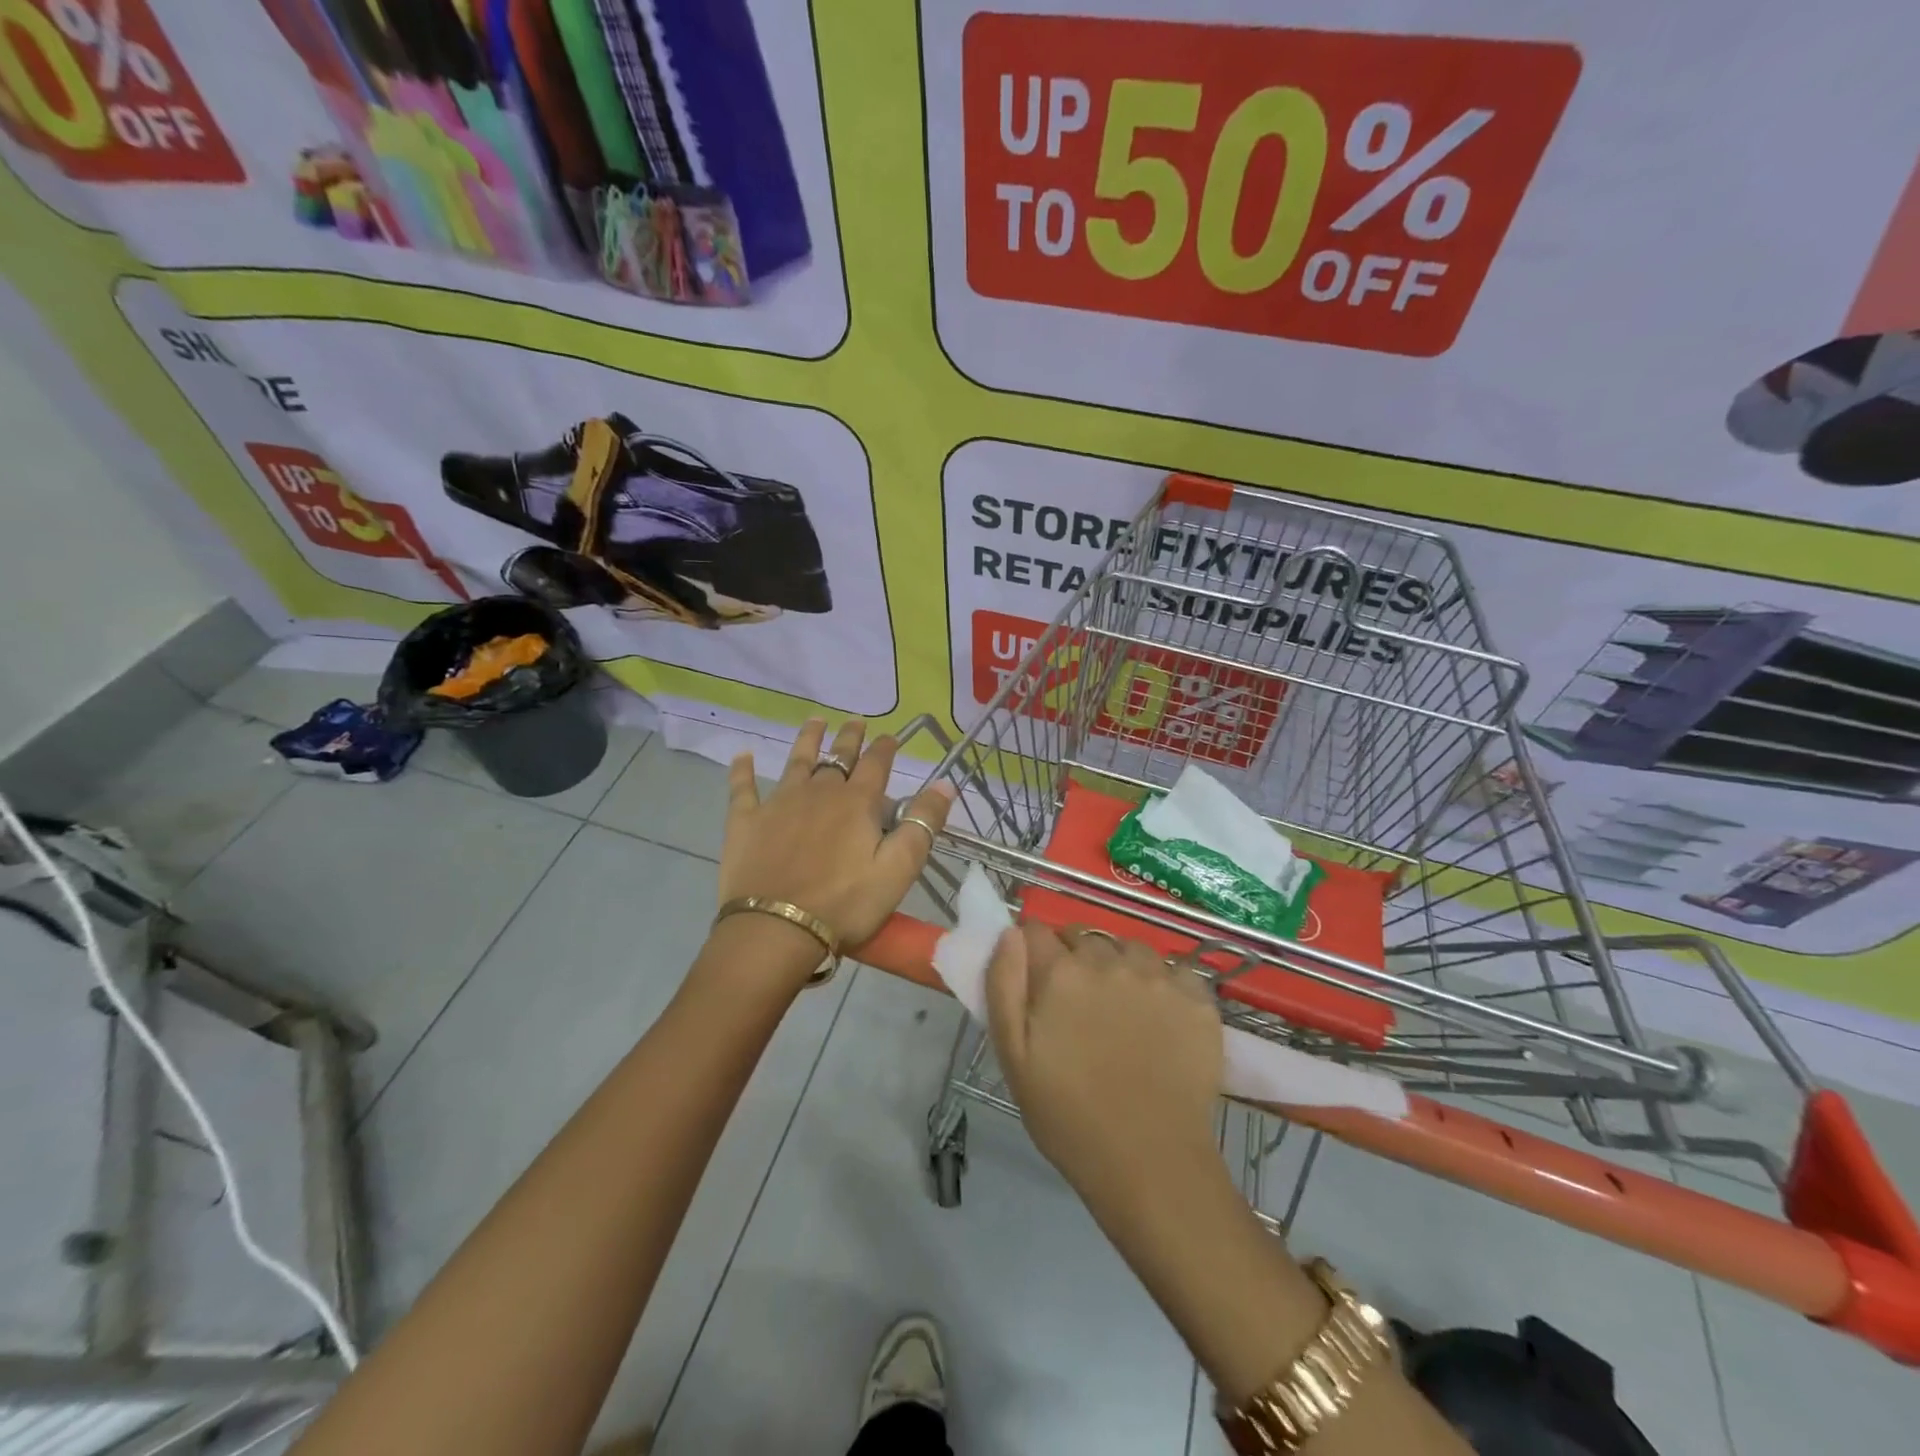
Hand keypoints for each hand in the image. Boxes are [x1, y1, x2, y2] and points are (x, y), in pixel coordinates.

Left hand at [719, 719, 954, 952]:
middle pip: (838, 757)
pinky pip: (743, 788)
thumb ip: (922, 824)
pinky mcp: (746, 821)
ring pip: (797, 762)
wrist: (776, 928)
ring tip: (815, 721)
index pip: (876, 765)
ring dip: (807, 740)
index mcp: (857, 803)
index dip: (885, 748)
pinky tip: (743, 755)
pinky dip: (743, 770)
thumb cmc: (845, 903)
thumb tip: (944, 783)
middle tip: (855, 721)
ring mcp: (779, 803)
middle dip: (850, 738)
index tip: (890, 737)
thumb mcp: (898, 869)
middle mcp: (819, 792)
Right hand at [985, 923, 1224, 1212]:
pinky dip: (1164, 984)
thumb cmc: (1069, 1117)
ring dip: (1119, 965)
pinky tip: (1161, 1018)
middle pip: (1083, 937)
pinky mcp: (1198, 998)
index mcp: (1061, 973)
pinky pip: (1174, 970)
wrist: (1152, 1162)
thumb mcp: (1014, 1056)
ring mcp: (1158, 977)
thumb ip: (1004, 984)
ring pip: (1129, 948)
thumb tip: (1010, 932)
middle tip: (1078, 1004)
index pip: (1035, 930)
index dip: (1032, 950)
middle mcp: (1109, 961)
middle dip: (1074, 958)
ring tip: (1122, 1008)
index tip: (1036, 978)